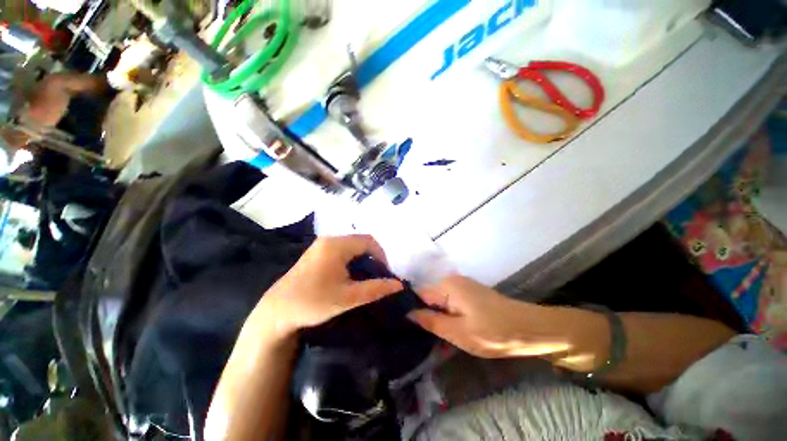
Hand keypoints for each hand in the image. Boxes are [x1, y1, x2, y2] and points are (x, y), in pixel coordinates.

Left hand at [256, 235, 403, 337]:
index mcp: (337, 245)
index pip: (369, 241)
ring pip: (351, 246)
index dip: (381, 255)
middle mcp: (328, 239)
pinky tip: (349, 276)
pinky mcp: (316, 253)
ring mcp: (320, 245)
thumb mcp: (348, 298)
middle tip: (376, 276)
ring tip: (365, 277)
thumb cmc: (313, 302)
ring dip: (362, 259)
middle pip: (360, 242)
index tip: (384, 273)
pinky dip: (351, 260)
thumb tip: (398, 284)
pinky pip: (341, 250)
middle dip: (372, 257)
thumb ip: (376, 289)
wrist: (276, 312)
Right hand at [408, 275, 574, 358]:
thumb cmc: (494, 332)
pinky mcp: (471, 293)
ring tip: (440, 337)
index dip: (413, 311)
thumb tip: (408, 313)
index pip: (419, 295)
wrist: (531, 329)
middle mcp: (452, 281)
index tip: (406, 329)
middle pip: (430, 298)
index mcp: (447, 285)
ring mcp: (463, 286)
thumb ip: (431, 321)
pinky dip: (450, 316)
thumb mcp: (458, 332)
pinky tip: (454, 330)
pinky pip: (452, 303)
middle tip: (427, 339)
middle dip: (428, 317)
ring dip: (439, 318)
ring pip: (441, 302)